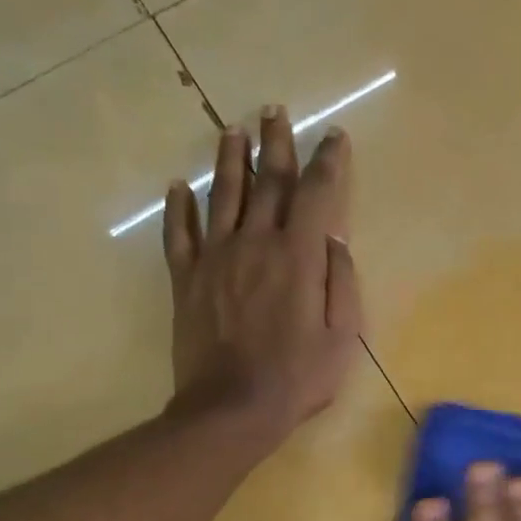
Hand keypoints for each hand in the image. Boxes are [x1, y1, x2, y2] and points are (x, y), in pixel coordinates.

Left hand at [163, 107, 360, 438]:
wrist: (231, 409)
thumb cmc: (297, 376)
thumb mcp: (342, 335)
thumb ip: (341, 281)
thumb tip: (333, 240)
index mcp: (298, 255)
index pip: (315, 194)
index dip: (327, 161)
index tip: (334, 136)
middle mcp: (255, 243)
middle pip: (266, 181)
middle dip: (275, 143)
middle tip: (275, 111)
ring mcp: (215, 258)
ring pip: (223, 196)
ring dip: (229, 160)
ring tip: (233, 129)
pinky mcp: (186, 279)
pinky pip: (179, 235)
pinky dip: (179, 209)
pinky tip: (179, 188)